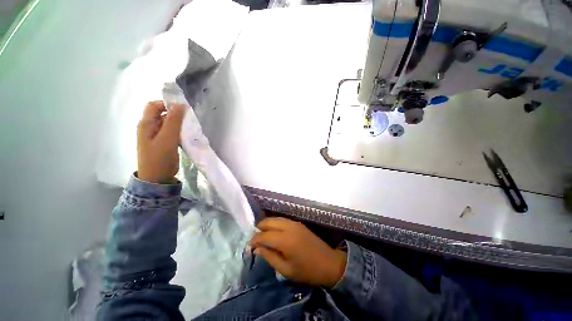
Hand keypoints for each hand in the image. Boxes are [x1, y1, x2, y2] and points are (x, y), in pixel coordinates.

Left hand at [137, 101, 185, 183]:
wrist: (157, 178)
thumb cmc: (159, 158)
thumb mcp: (167, 139)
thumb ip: (173, 121)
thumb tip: (180, 104)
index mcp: (146, 124)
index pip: (154, 106)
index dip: (167, 104)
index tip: (183, 109)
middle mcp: (150, 127)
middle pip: (162, 114)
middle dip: (176, 114)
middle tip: (189, 119)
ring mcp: (157, 136)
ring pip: (169, 123)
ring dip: (179, 123)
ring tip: (190, 127)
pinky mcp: (164, 143)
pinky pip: (172, 132)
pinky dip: (180, 131)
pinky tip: (187, 135)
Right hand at [250, 217, 346, 287]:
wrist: (329, 263)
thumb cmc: (307, 271)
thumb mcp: (286, 270)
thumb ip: (270, 257)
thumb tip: (257, 249)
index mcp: (285, 240)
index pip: (264, 236)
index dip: (255, 240)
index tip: (250, 246)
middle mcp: (289, 227)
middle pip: (269, 222)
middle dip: (259, 228)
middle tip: (255, 239)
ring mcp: (295, 223)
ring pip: (276, 218)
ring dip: (267, 224)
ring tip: (263, 235)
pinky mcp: (298, 223)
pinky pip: (283, 220)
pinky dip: (275, 223)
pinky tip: (274, 231)